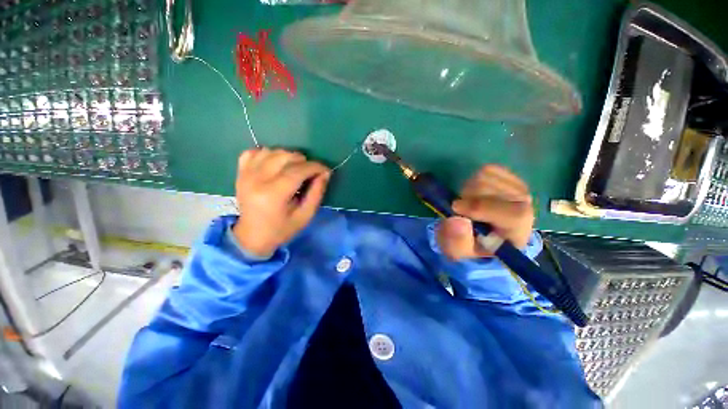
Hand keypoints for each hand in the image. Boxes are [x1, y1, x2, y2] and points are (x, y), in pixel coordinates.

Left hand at [232, 148, 330, 257]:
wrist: (252, 237)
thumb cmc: (282, 229)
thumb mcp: (305, 216)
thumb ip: (317, 193)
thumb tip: (325, 173)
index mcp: (274, 194)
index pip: (298, 170)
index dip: (316, 167)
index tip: (326, 171)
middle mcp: (257, 179)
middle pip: (286, 157)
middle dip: (304, 162)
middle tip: (310, 174)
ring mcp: (246, 174)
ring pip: (272, 151)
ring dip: (288, 157)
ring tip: (294, 170)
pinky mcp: (240, 172)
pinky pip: (254, 151)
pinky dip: (268, 154)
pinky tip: (275, 164)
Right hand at [436, 165, 533, 260]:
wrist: (488, 236)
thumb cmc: (474, 245)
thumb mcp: (460, 252)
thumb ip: (457, 242)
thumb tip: (456, 220)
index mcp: (518, 229)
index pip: (510, 212)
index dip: (478, 207)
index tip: (456, 209)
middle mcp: (525, 204)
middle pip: (489, 188)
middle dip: (466, 197)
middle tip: (462, 211)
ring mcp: (518, 187)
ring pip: (484, 176)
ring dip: (468, 190)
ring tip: (469, 204)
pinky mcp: (510, 177)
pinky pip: (487, 169)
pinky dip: (474, 181)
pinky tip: (476, 194)